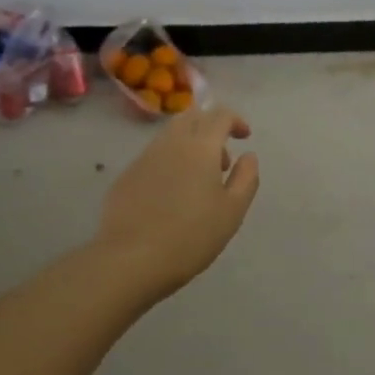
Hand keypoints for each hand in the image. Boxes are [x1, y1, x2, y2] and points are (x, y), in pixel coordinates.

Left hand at [95, 107, 260, 300]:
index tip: (245, 137)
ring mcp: (144, 157)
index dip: (235, 120)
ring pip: (171, 136)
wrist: (130, 260)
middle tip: (221, 159)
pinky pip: (153, 156)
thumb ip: (246, 178)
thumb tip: (248, 156)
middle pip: (192, 117)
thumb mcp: (232, 211)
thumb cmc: (191, 236)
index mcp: (200, 146)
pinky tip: (171, 196)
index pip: (219, 115)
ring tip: (198, 181)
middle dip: (211, 127)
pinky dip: (169, 163)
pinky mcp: (126, 175)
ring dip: (190, 145)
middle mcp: (171, 143)